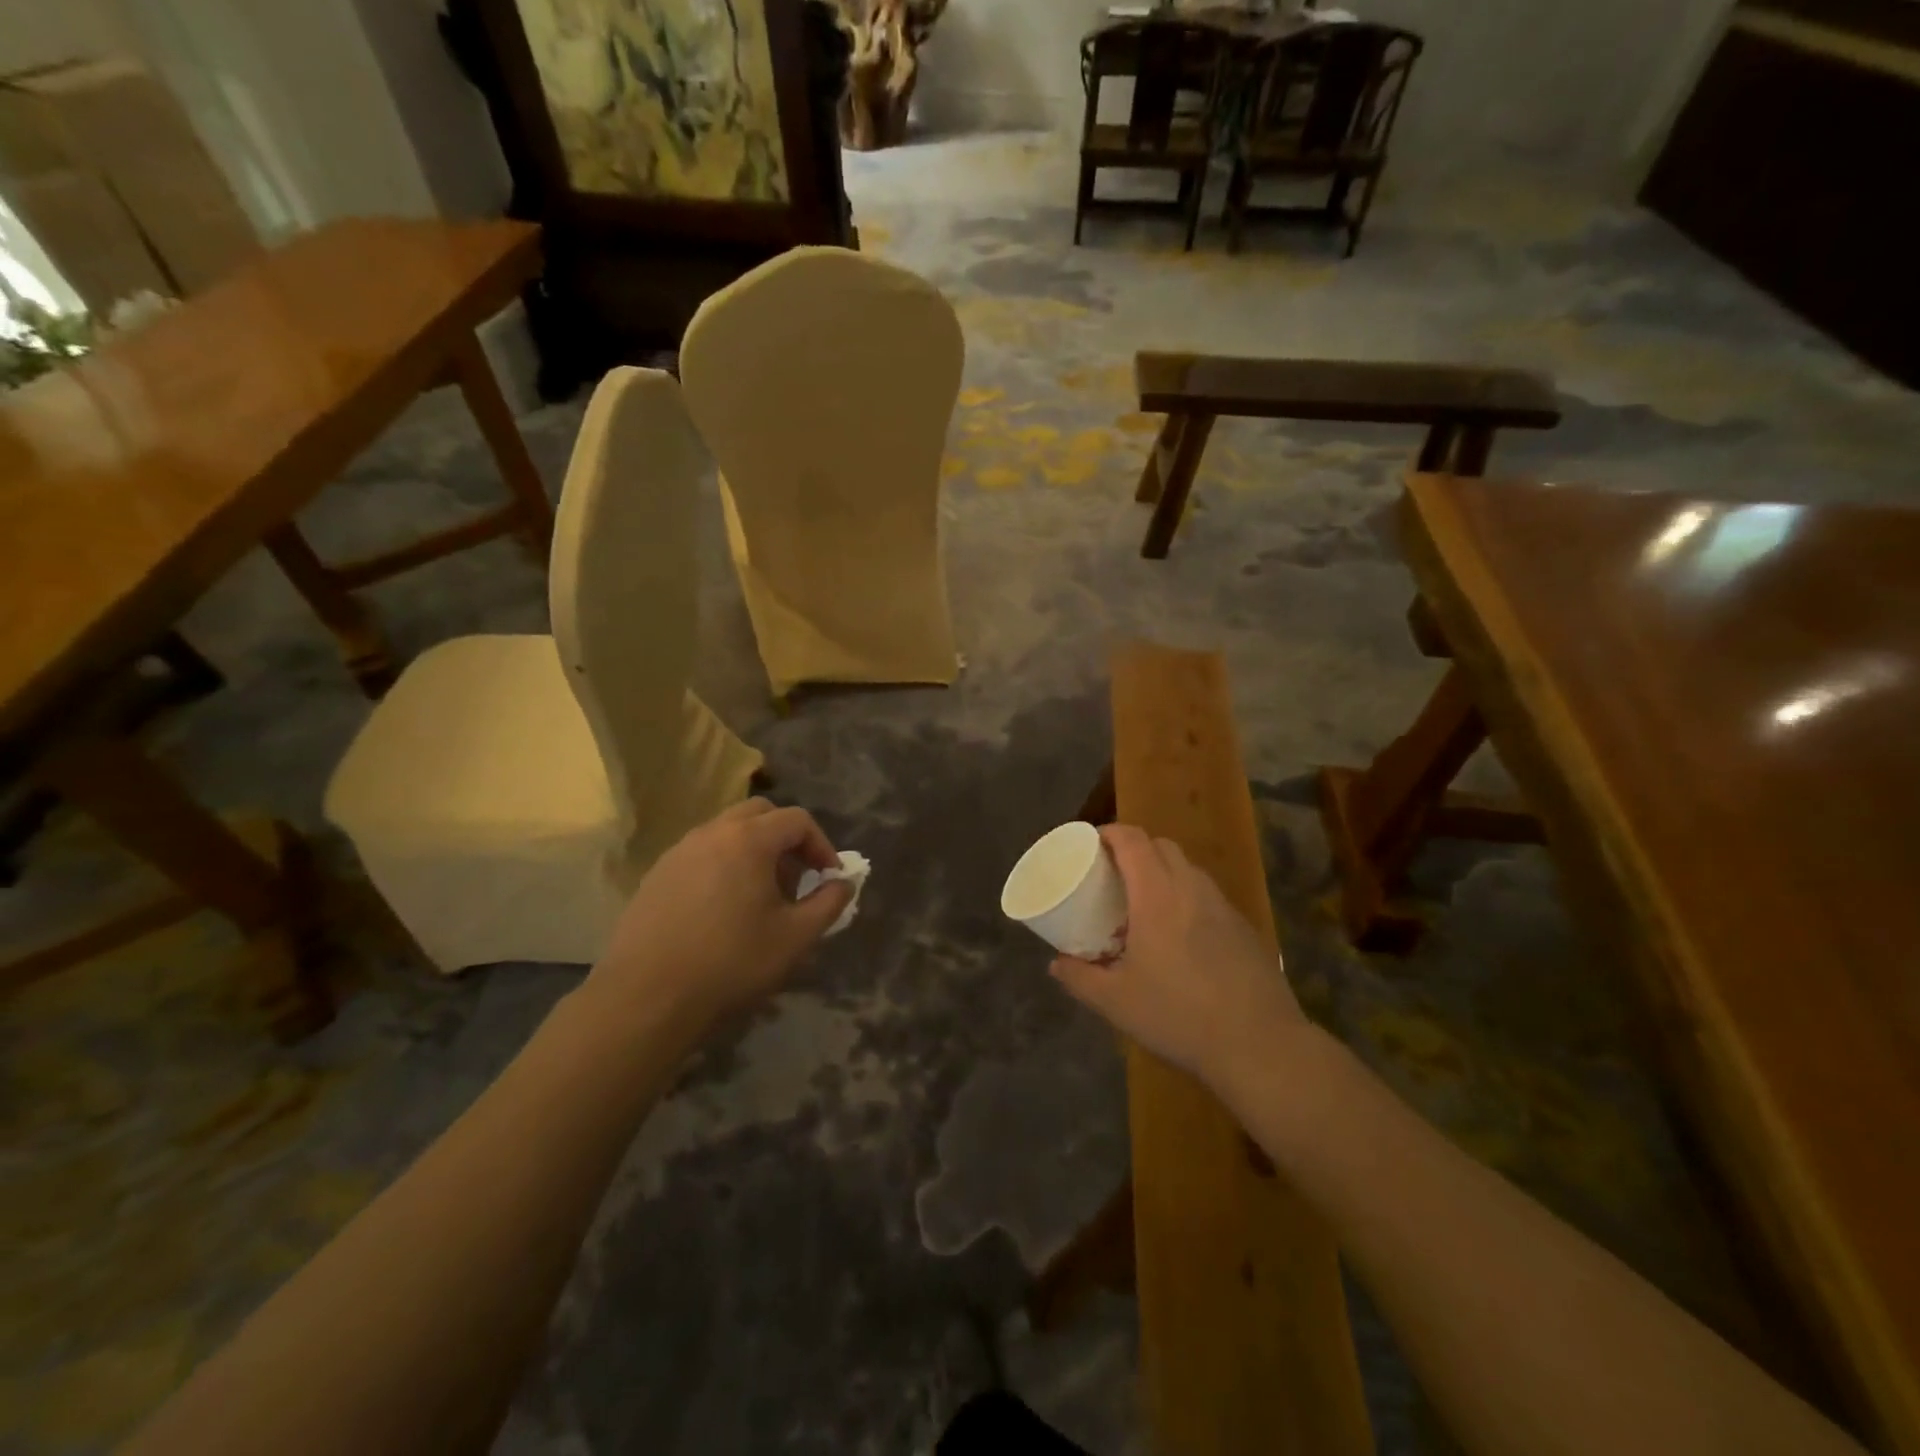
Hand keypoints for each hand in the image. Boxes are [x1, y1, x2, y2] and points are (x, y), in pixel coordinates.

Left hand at [585, 799, 852, 1036]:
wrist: (647, 997)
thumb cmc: (731, 962)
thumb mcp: (796, 937)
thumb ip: (829, 903)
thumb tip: (842, 884)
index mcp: (748, 839)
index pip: (797, 820)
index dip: (821, 845)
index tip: (829, 878)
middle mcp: (711, 833)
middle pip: (760, 814)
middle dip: (786, 839)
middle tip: (796, 879)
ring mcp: (678, 852)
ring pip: (727, 832)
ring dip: (754, 851)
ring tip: (761, 896)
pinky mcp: (656, 875)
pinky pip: (701, 854)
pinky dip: (723, 866)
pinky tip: (723, 910)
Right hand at [1050, 824, 1307, 1090]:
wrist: (1260, 1045)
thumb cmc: (1178, 1015)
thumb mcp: (1116, 1002)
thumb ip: (1079, 978)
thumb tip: (1056, 964)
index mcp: (1157, 895)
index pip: (1133, 840)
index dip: (1110, 833)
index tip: (1090, 843)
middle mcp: (1191, 889)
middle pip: (1162, 846)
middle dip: (1135, 849)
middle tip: (1113, 874)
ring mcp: (1223, 907)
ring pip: (1188, 869)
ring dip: (1163, 872)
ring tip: (1145, 904)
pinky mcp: (1244, 928)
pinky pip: (1208, 896)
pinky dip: (1187, 898)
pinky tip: (1181, 937)